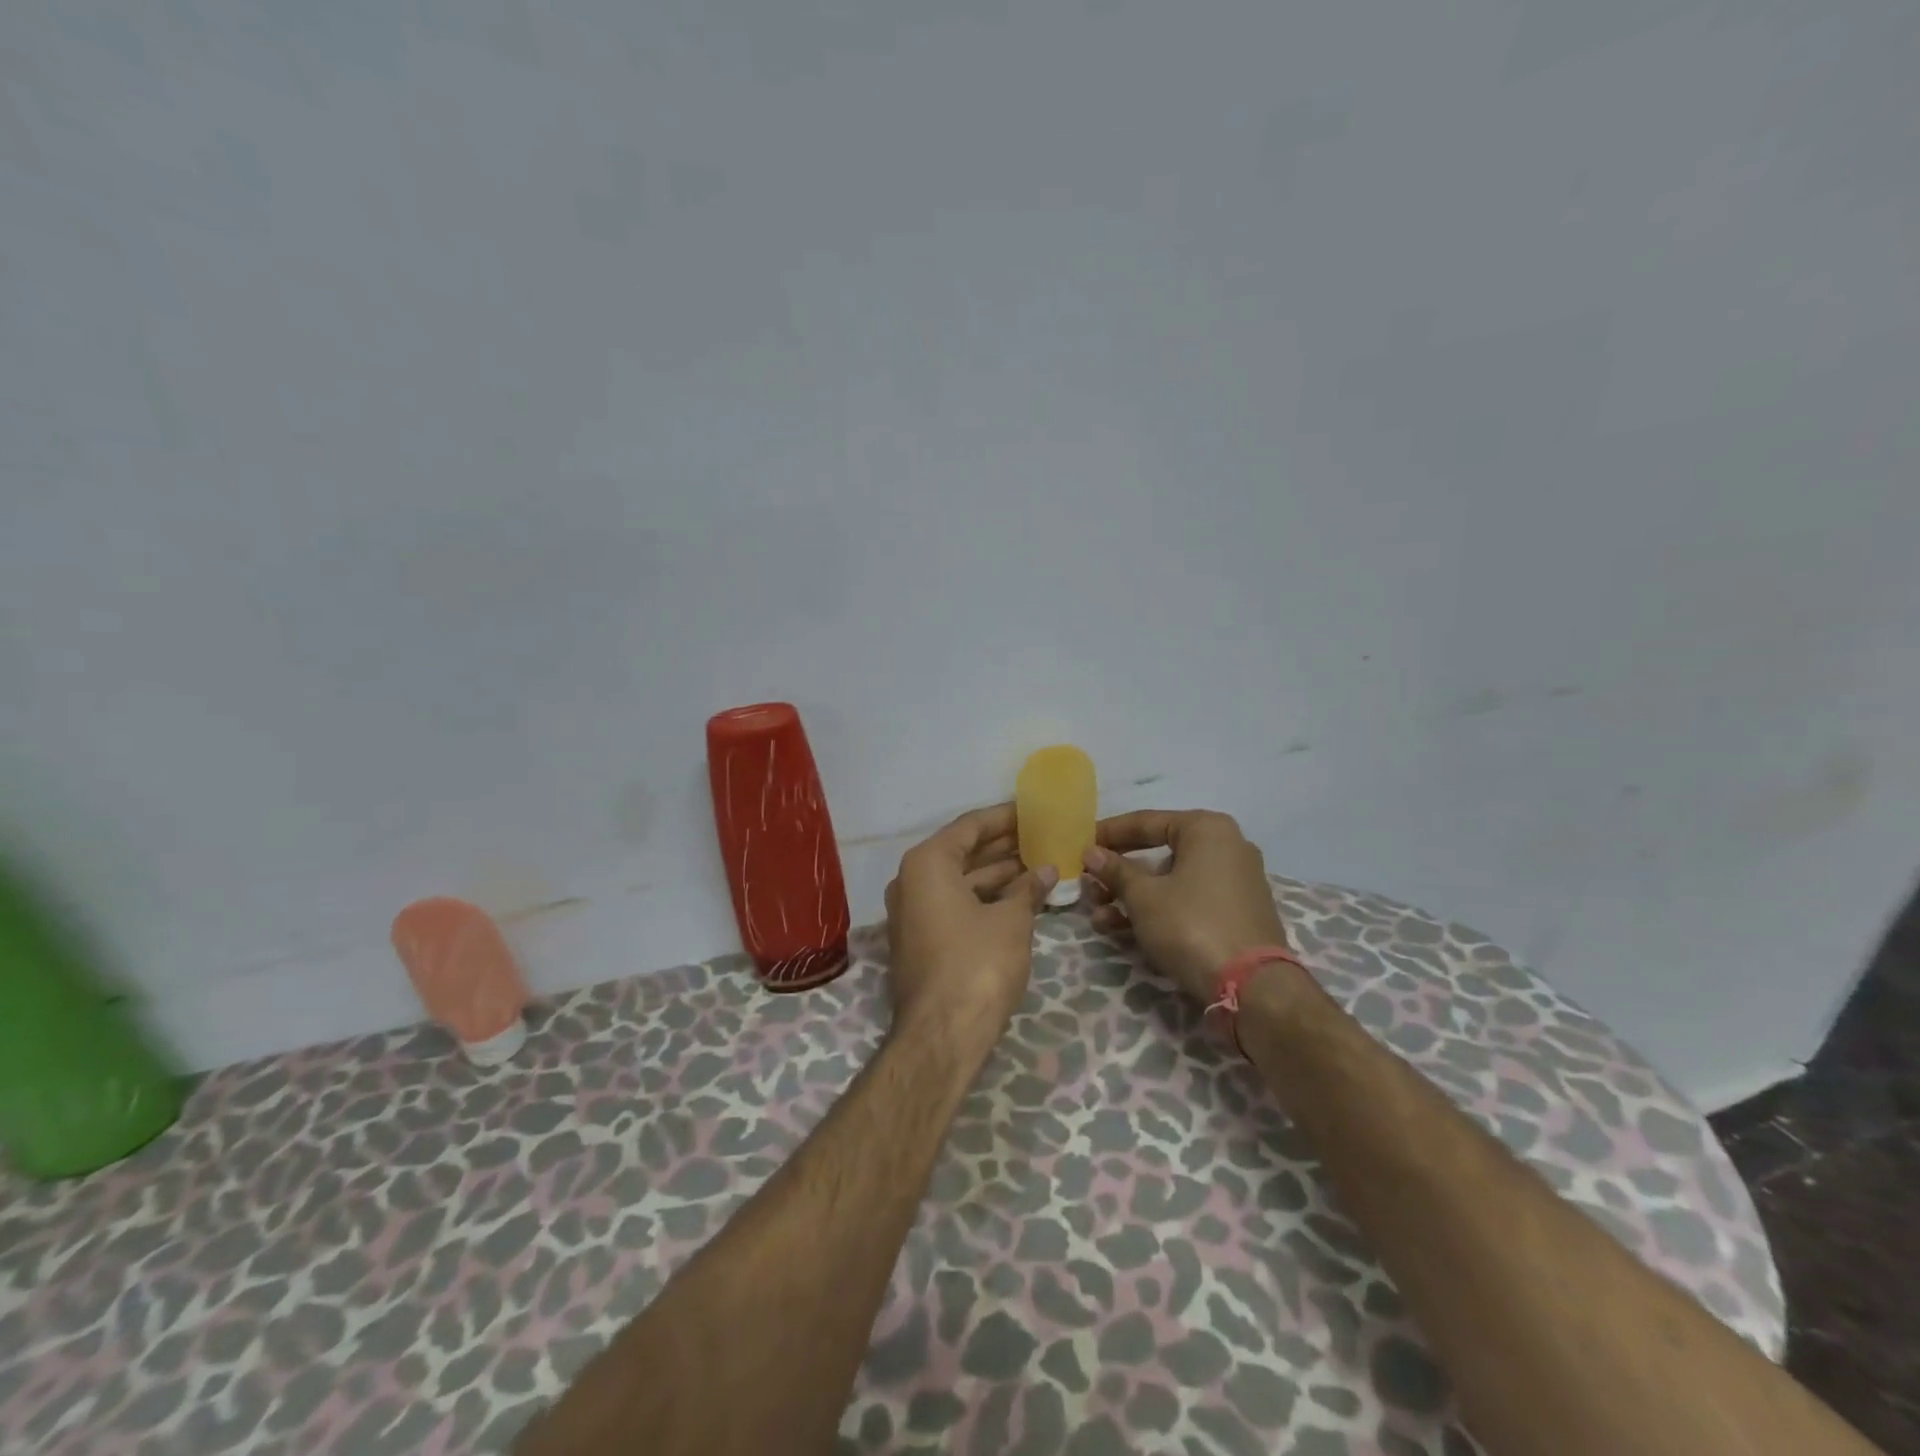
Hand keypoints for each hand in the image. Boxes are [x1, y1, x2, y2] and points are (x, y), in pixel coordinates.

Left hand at [883, 803, 1056, 1048]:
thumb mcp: (1011, 921)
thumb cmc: (977, 964)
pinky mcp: (921, 940)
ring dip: (998, 875)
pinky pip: (955, 905)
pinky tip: (1020, 898)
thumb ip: (1028, 889)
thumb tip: (1046, 870)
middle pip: (962, 852)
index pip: (969, 826)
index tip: (1032, 810)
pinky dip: (985, 899)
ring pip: (960, 881)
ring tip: (1039, 865)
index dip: (1004, 817)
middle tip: (1041, 836)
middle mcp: (912, 881)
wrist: (942, 1035)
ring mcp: (913, 913)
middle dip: (1003, 846)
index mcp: (927, 863)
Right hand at [1082, 809, 1290, 1003]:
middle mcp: (1226, 847)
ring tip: (1098, 916)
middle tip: (1088, 884)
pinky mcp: (1235, 914)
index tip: (1080, 844)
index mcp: (1207, 829)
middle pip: (1157, 853)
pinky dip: (1157, 911)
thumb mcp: (1143, 897)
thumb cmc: (1191, 925)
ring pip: (1170, 881)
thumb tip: (1091, 853)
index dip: (1109, 833)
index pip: (1146, 822)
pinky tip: (1122, 930)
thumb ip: (1115, 871)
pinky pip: (1187, 902)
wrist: (1253, 988)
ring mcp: (1234, 882)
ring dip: (1130, 897)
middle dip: (1118, 873)